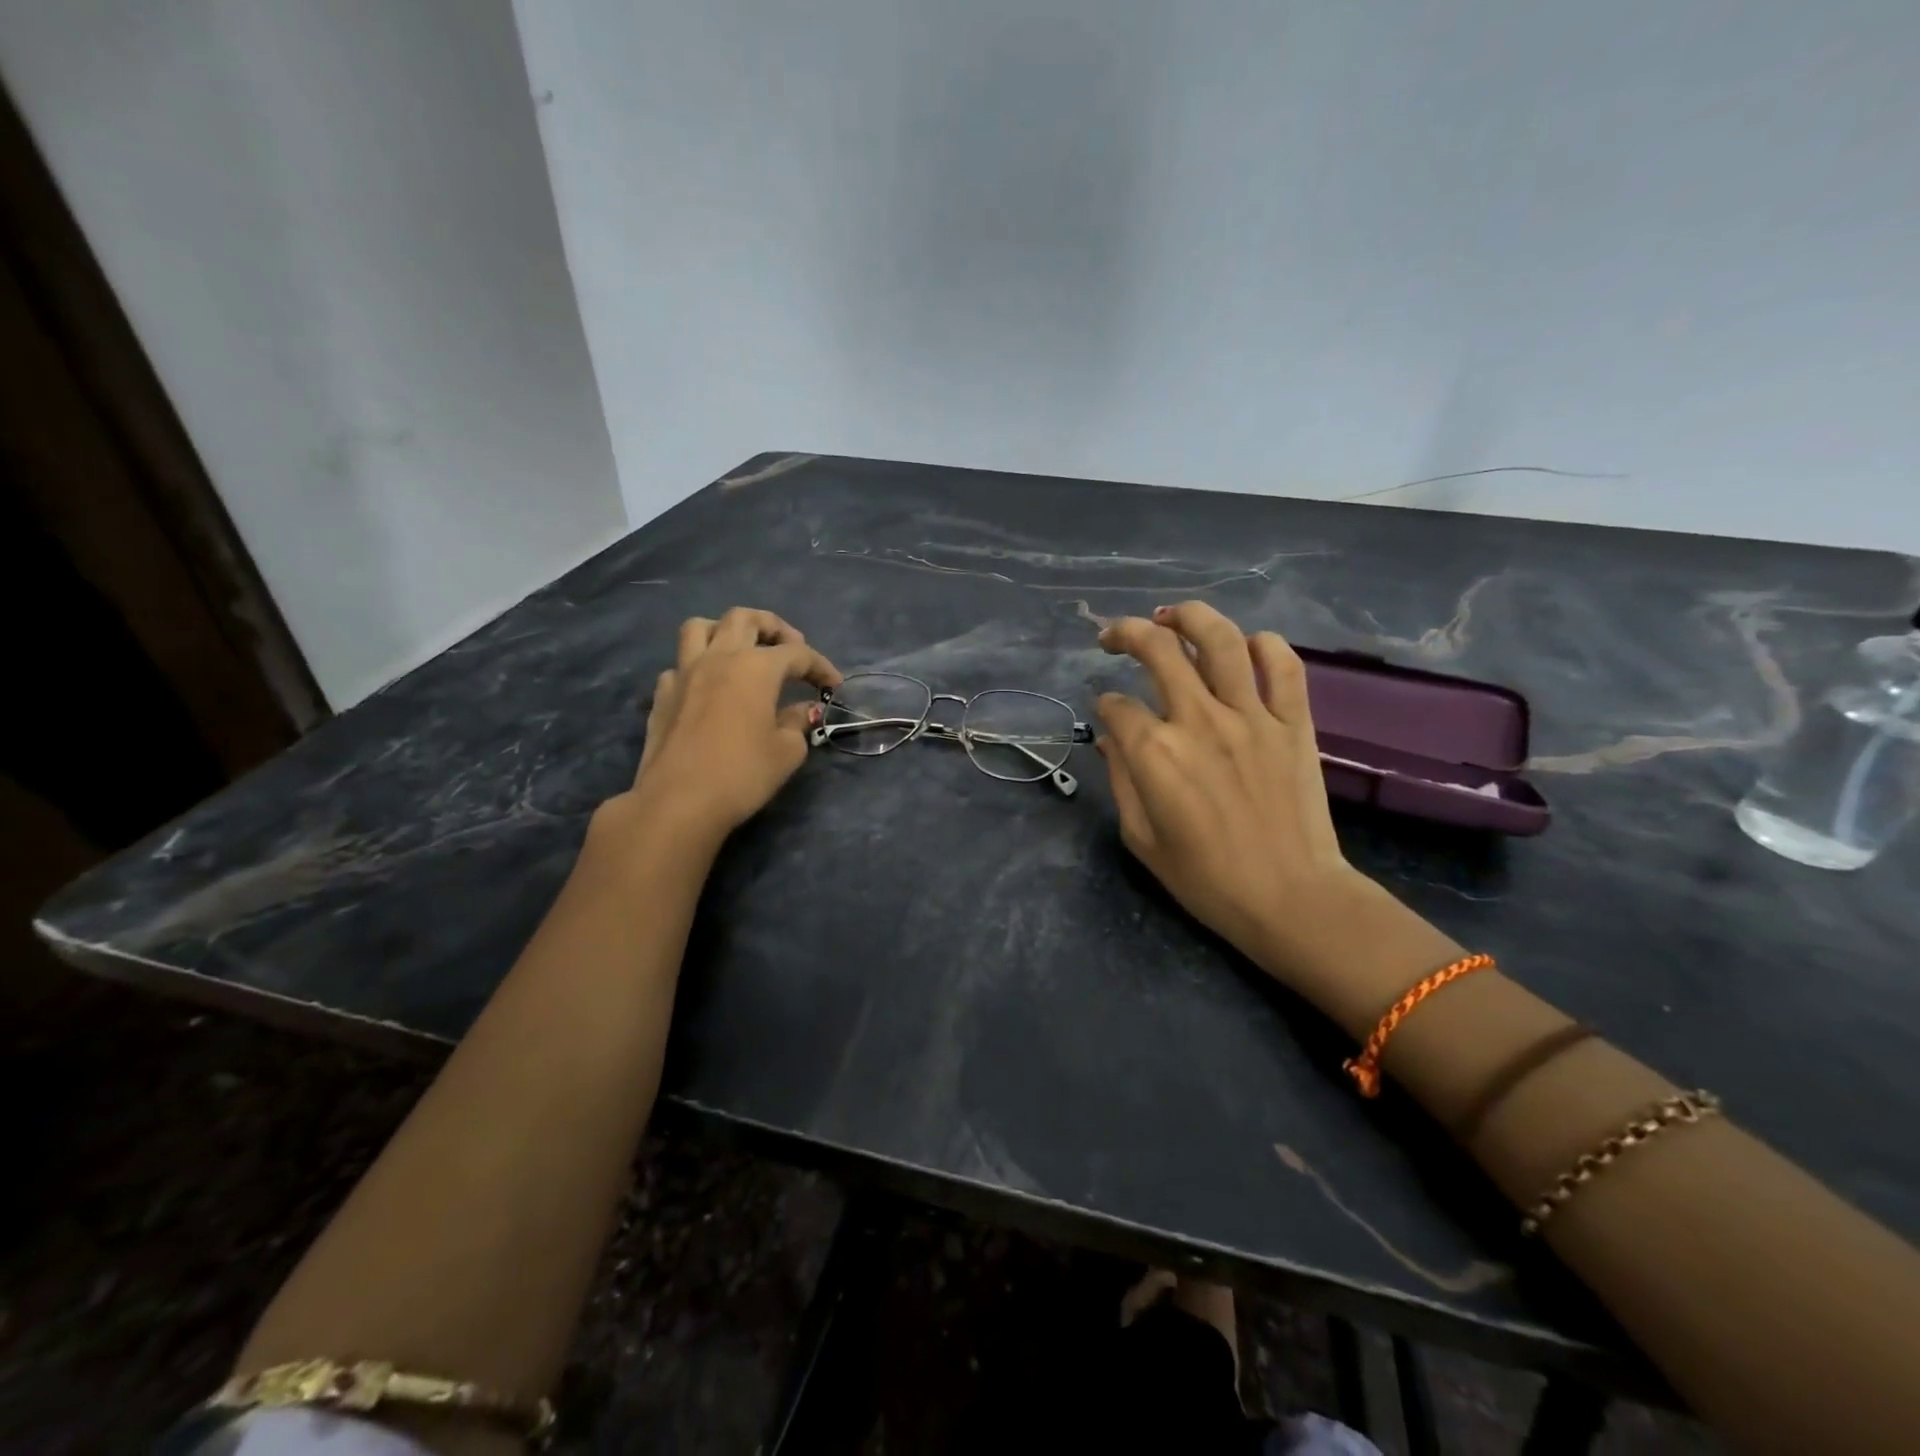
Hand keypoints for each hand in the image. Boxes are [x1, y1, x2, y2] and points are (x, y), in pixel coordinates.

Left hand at [618, 608, 840, 843]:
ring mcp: (684, 673)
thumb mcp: (787, 751)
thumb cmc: (743, 774)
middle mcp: (719, 658)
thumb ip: (797, 722)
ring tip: (741, 651)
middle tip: (790, 648)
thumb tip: (802, 709)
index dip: (820, 666)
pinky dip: (698, 667)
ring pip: (700, 627)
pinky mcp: (662, 695)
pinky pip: (680, 664)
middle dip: (773, 627)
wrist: (679, 801)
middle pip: (745, 619)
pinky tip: (709, 689)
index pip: (797, 654)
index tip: (834, 685)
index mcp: (755, 667)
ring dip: (726, 631)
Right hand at [1096, 602, 1367, 985]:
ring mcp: (1252, 716)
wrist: (1291, 898)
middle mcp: (1200, 720)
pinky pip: (1283, 665)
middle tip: (1114, 636)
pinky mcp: (1294, 722)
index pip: (1117, 705)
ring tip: (1172, 616)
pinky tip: (1247, 646)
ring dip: (1189, 617)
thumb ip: (1122, 780)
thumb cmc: (1206, 879)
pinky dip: (1265, 645)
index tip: (1107, 714)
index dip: (1104, 705)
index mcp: (1156, 752)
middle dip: (1126, 633)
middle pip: (1157, 650)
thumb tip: (1112, 740)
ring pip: (1220, 640)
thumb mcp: (1142, 838)